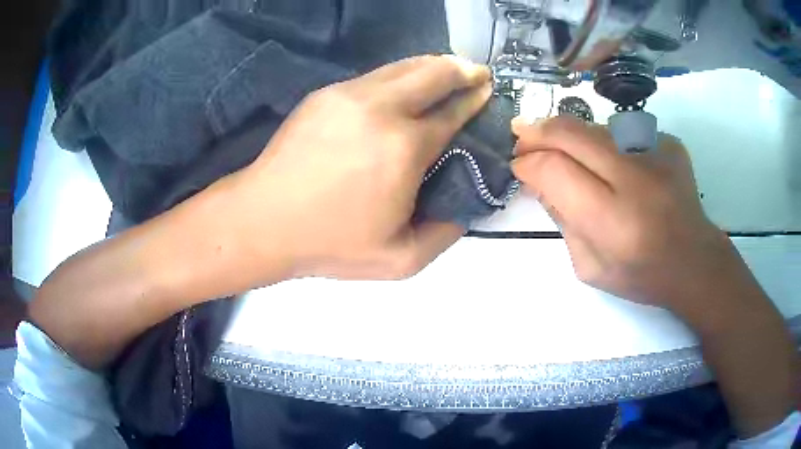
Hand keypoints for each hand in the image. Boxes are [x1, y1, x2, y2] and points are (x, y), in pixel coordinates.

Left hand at [229, 55, 492, 279]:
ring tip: (448, 69)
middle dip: (462, 68)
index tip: (488, 91)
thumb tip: (464, 206)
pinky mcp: (325, 94)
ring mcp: (349, 95)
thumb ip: (445, 234)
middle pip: (433, 72)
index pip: (452, 112)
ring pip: (403, 66)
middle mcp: (381, 108)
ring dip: (432, 65)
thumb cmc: (330, 243)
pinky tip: (403, 86)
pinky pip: (374, 76)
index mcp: (405, 147)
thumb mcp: (401, 259)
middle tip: (477, 71)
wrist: (263, 221)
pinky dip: (399, 75)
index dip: (475, 99)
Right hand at [511, 116, 738, 312]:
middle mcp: (637, 179)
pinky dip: (607, 145)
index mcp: (614, 222)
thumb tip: (539, 178)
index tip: (518, 166)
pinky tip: (615, 166)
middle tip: (522, 138)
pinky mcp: (669, 142)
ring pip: (594, 128)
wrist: (694, 262)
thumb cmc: (641, 275)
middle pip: (571, 133)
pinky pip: (623, 132)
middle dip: (537, 131)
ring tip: (568, 155)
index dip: (528, 163)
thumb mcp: (589, 266)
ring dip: (571, 138)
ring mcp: (657, 153)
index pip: (555, 170)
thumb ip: (561, 220)